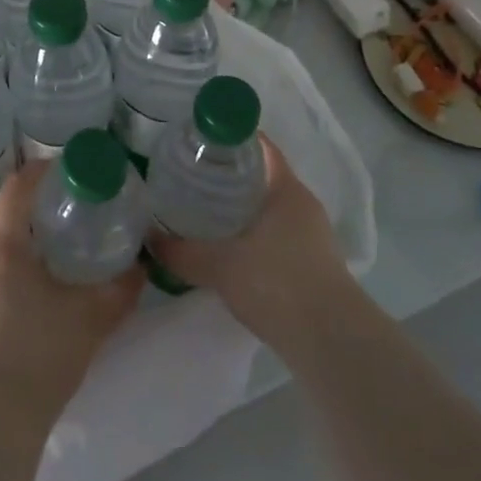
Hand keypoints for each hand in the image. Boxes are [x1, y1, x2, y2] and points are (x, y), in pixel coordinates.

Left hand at [0, 160, 142, 420]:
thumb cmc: (39, 352)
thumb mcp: (91, 318)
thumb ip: (121, 290)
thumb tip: (142, 267)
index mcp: (3, 245)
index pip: (18, 186)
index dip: (43, 170)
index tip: (71, 170)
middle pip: (7, 214)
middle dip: (38, 206)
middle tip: (74, 210)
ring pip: (0, 247)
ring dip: (27, 240)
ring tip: (61, 249)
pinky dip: (17, 268)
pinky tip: (40, 292)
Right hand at [147, 135, 355, 350]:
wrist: (331, 343)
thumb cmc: (277, 283)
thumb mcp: (220, 265)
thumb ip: (182, 251)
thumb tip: (148, 239)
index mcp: (286, 189)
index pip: (261, 147)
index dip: (232, 137)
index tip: (201, 139)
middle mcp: (303, 205)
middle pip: (264, 176)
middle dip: (231, 174)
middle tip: (193, 174)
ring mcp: (313, 236)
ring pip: (270, 208)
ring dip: (242, 207)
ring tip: (205, 209)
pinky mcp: (314, 265)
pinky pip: (277, 235)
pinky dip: (253, 234)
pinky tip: (229, 248)